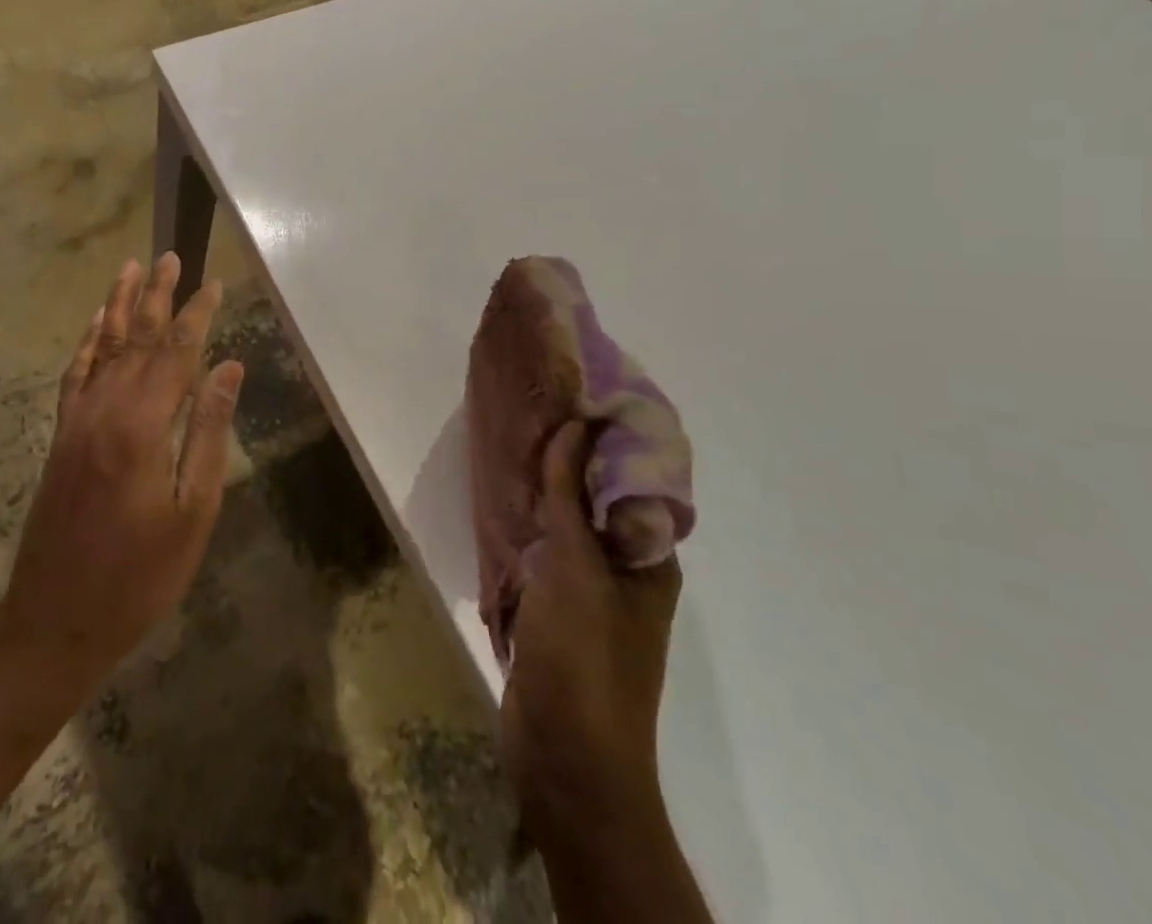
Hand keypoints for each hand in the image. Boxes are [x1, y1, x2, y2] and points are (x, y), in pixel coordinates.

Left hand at [2, 253, 243, 691]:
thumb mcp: (192, 511)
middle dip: (158, 296)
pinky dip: (88, 342)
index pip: (178, 353)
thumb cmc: (139, 574)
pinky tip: (97, 323)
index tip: (215, 283)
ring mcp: (77, 420)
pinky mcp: (62, 435)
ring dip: (120, 305)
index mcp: (143, 426)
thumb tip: (229, 368)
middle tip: (171, 256)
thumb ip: (209, 433)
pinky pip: (75, 374)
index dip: (198, 315)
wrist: (55, 619)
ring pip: (103, 347)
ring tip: (132, 268)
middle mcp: (105, 409)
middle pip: (138, 339)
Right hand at [502, 421, 681, 837]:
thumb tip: (576, 425)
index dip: (609, 437)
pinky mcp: (556, 611)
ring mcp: (590, 593)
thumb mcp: (577, 566)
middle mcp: (626, 570)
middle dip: (571, 457)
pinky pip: (544, 552)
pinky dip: (528, 525)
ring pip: (568, 525)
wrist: (566, 758)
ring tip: (514, 443)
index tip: (574, 394)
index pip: (634, 480)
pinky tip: (502, 500)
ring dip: (546, 490)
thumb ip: (571, 494)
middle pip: (598, 499)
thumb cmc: (584, 656)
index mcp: (649, 557)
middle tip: (535, 410)